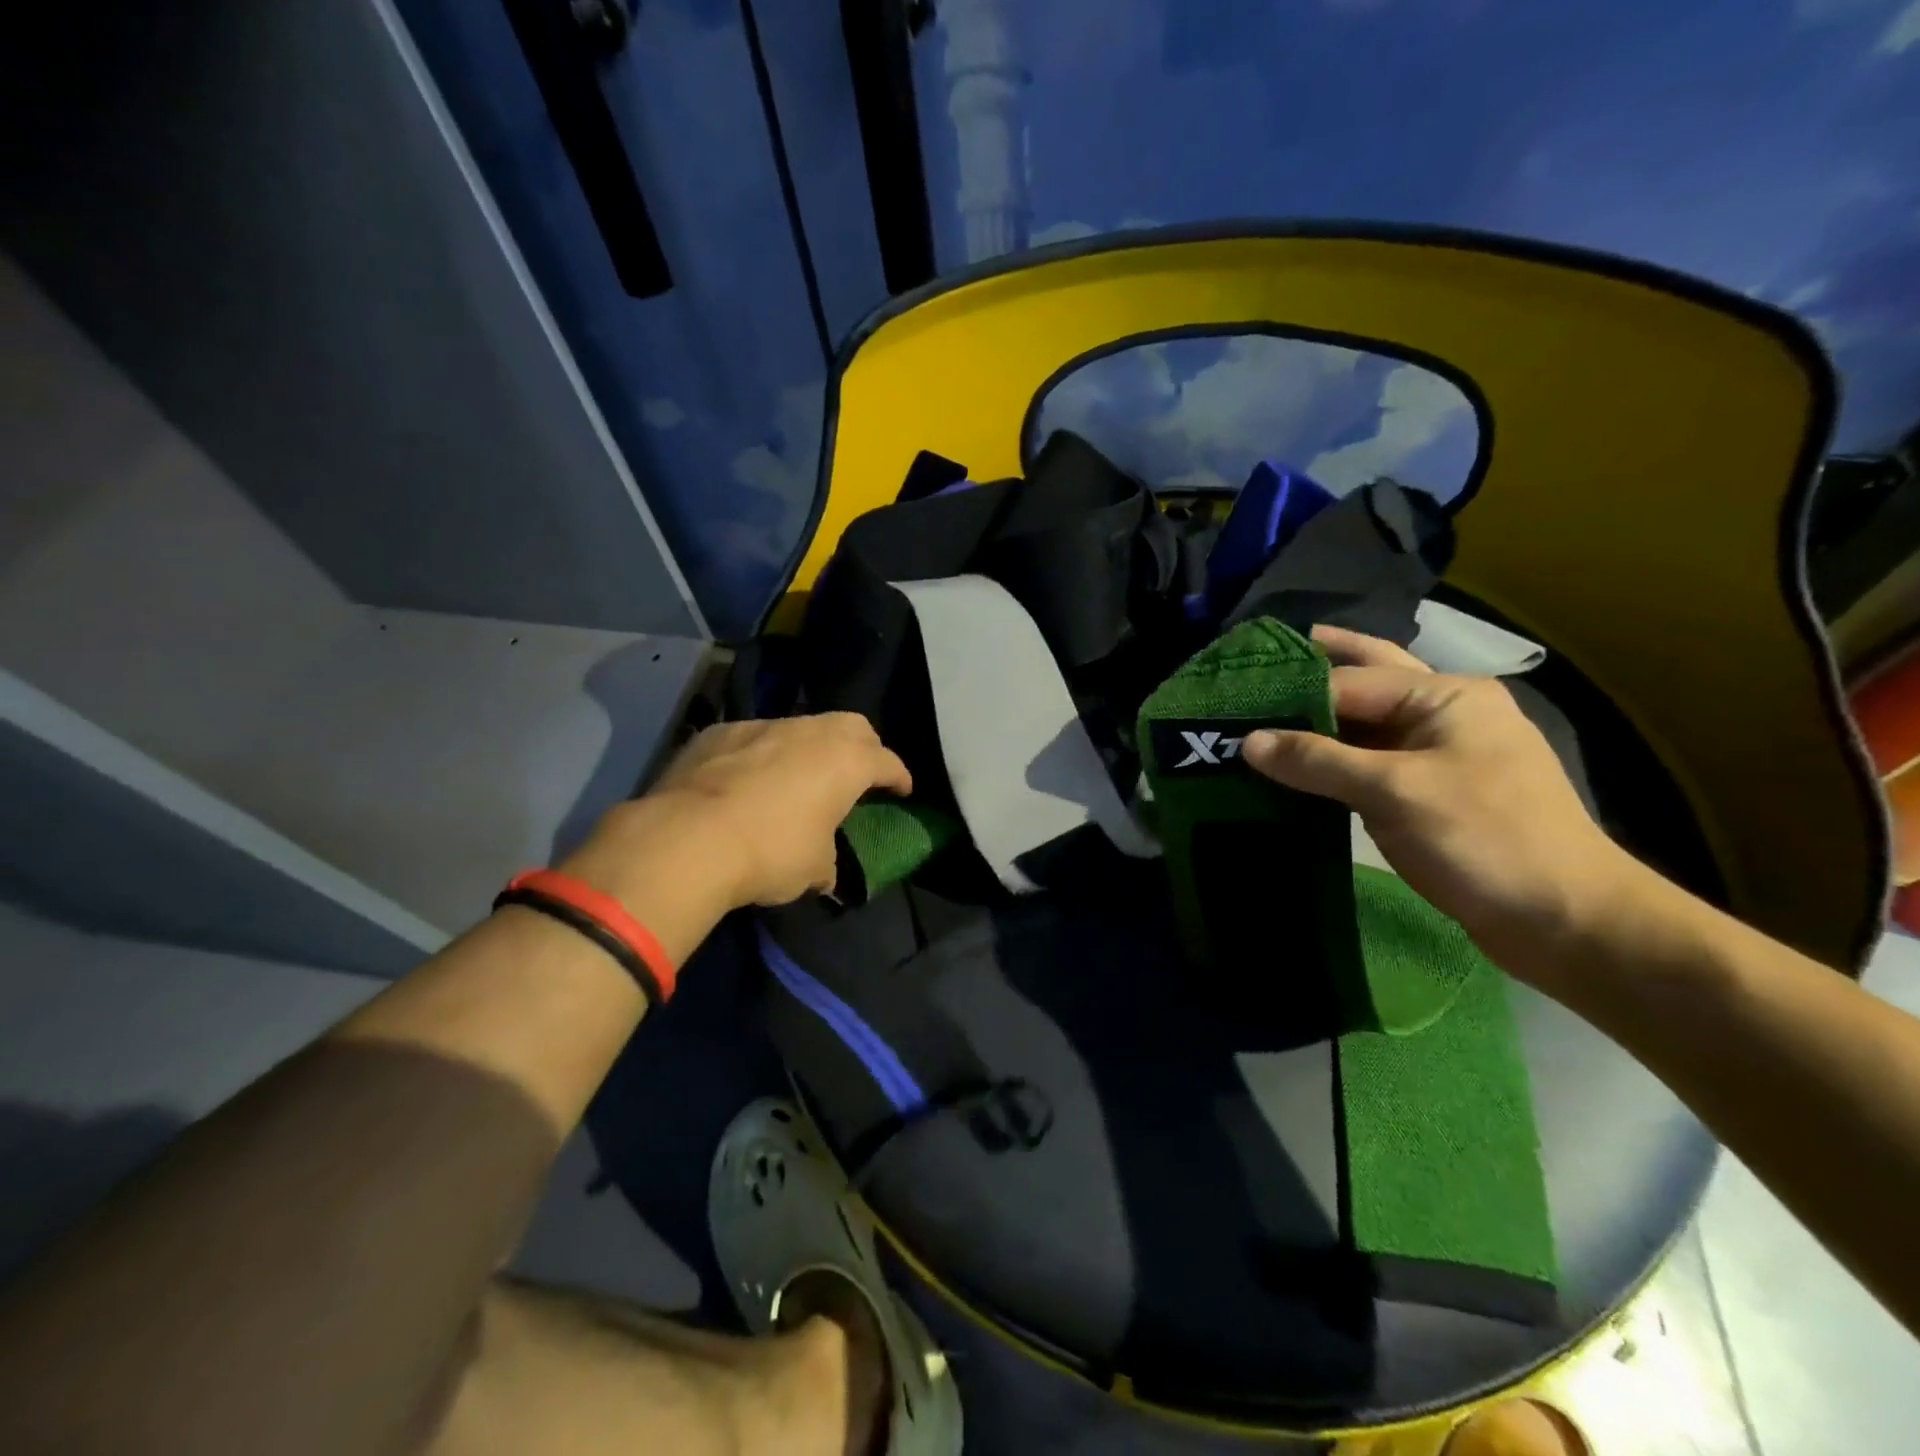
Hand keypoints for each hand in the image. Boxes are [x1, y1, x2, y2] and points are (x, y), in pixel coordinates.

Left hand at [594, 714, 911, 913]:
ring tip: (799, 777)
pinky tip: (747, 780)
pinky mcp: (719, 732)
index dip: (899, 776)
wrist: (687, 839)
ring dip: (808, 749)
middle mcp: (809, 732)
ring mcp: (761, 726)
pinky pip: (753, 738)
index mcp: (846, 761)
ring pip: (799, 727)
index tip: (902, 790)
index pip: (887, 761)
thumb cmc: (770, 853)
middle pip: (851, 726)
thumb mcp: (813, 869)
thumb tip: (823, 871)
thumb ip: (826, 860)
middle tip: (859, 773)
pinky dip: (762, 754)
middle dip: (863, 747)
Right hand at [1240, 625, 1635, 975]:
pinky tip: (1298, 762)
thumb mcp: (1394, 792)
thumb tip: (1248, 742)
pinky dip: (1333, 758)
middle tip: (1257, 665)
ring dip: (1319, 718)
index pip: (1349, 680)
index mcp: (1445, 695)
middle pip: (1367, 678)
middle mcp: (1444, 713)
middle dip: (1315, 668)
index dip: (1291, 688)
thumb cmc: (1484, 839)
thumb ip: (1318, 761)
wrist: (1564, 920)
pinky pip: (1370, 761)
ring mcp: (1440, 753)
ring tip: (1263, 711)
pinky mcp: (1431, 792)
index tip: (1233, 696)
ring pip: (1366, 723)